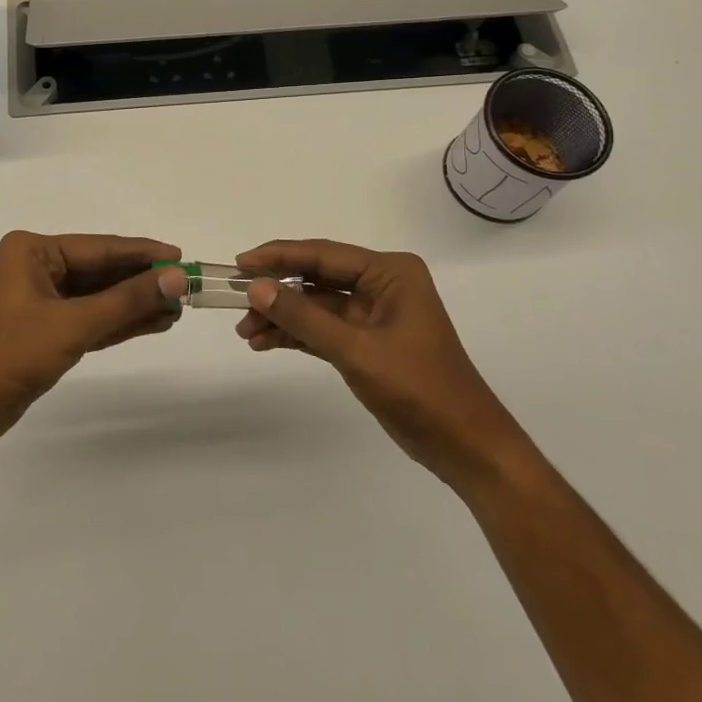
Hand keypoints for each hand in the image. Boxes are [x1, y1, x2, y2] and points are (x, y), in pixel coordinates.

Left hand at [0, 231, 189, 443]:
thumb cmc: (10, 354)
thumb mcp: (73, 324)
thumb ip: (127, 301)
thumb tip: (177, 277)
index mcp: (33, 251)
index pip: (99, 247)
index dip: (143, 253)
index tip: (181, 256)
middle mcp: (35, 267)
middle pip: (100, 271)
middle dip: (141, 282)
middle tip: (185, 288)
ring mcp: (39, 299)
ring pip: (97, 297)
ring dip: (134, 304)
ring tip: (177, 308)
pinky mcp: (44, 329)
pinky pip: (88, 318)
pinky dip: (117, 323)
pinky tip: (152, 323)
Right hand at [234, 240, 528, 491]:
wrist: (465, 446)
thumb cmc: (419, 389)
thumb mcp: (356, 351)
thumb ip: (304, 318)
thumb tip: (255, 288)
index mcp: (390, 272)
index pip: (323, 254)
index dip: (278, 256)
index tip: (239, 264)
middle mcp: (382, 284)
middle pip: (316, 278)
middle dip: (276, 291)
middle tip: (235, 302)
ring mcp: (374, 314)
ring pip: (315, 305)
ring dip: (282, 316)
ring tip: (245, 333)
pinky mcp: (367, 341)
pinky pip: (322, 328)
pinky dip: (296, 335)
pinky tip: (264, 343)